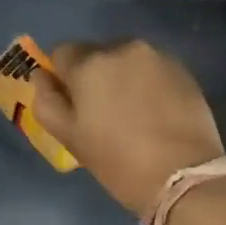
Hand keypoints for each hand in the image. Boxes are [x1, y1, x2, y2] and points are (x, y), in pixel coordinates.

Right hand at [32, 40, 225, 219]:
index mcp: (89, 64)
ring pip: (126, 60)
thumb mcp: (69, 137)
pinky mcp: (183, 70)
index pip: (61, 53)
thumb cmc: (117, 161)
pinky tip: (154, 112)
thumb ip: (47, 101)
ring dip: (121, 77)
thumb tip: (42, 76)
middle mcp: (123, 48)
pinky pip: (152, 68)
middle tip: (102, 112)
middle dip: (93, 75)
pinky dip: (147, 83)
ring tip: (131, 113)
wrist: (183, 176)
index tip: (72, 103)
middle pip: (96, 53)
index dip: (62, 77)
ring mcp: (157, 57)